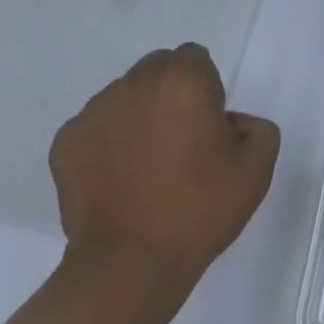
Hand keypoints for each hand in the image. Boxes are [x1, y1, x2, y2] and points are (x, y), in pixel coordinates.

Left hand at [50, 44, 279, 301]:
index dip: (205, 89)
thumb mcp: (257, 169)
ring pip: (124, 97)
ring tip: (146, 168)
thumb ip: (256, 127)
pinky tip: (118, 182)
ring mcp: (94, 110)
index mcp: (183, 79)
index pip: (195, 59)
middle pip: (157, 70)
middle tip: (180, 144)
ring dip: (138, 117)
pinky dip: (107, 144)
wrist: (130, 264)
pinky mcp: (66, 141)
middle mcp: (135, 82)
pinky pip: (95, 129)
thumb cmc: (199, 210)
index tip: (207, 127)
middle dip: (170, 95)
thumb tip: (230, 123)